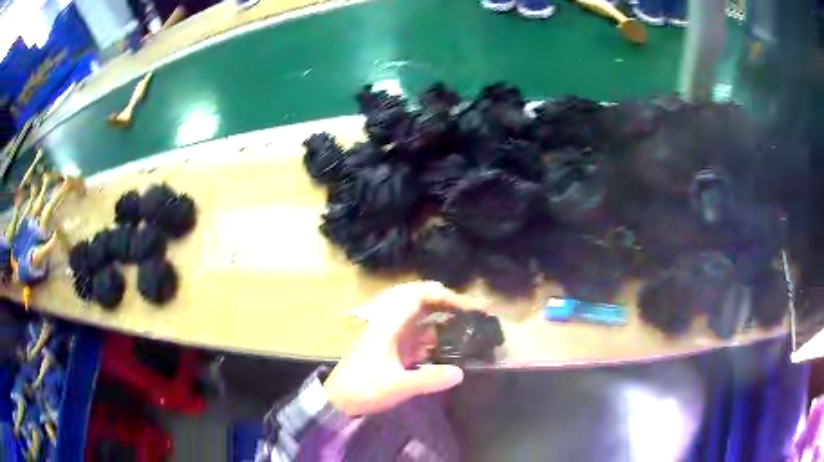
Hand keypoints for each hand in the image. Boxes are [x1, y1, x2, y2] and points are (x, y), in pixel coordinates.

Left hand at [323, 281, 481, 416]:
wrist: (338, 400)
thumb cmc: (363, 387)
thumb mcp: (397, 385)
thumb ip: (429, 379)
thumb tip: (460, 373)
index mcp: (388, 325)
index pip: (417, 296)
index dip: (442, 295)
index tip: (466, 306)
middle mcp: (390, 325)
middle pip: (420, 304)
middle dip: (445, 306)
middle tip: (470, 315)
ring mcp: (391, 337)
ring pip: (420, 321)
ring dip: (441, 323)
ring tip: (466, 331)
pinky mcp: (392, 350)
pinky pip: (417, 338)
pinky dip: (433, 340)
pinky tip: (447, 351)